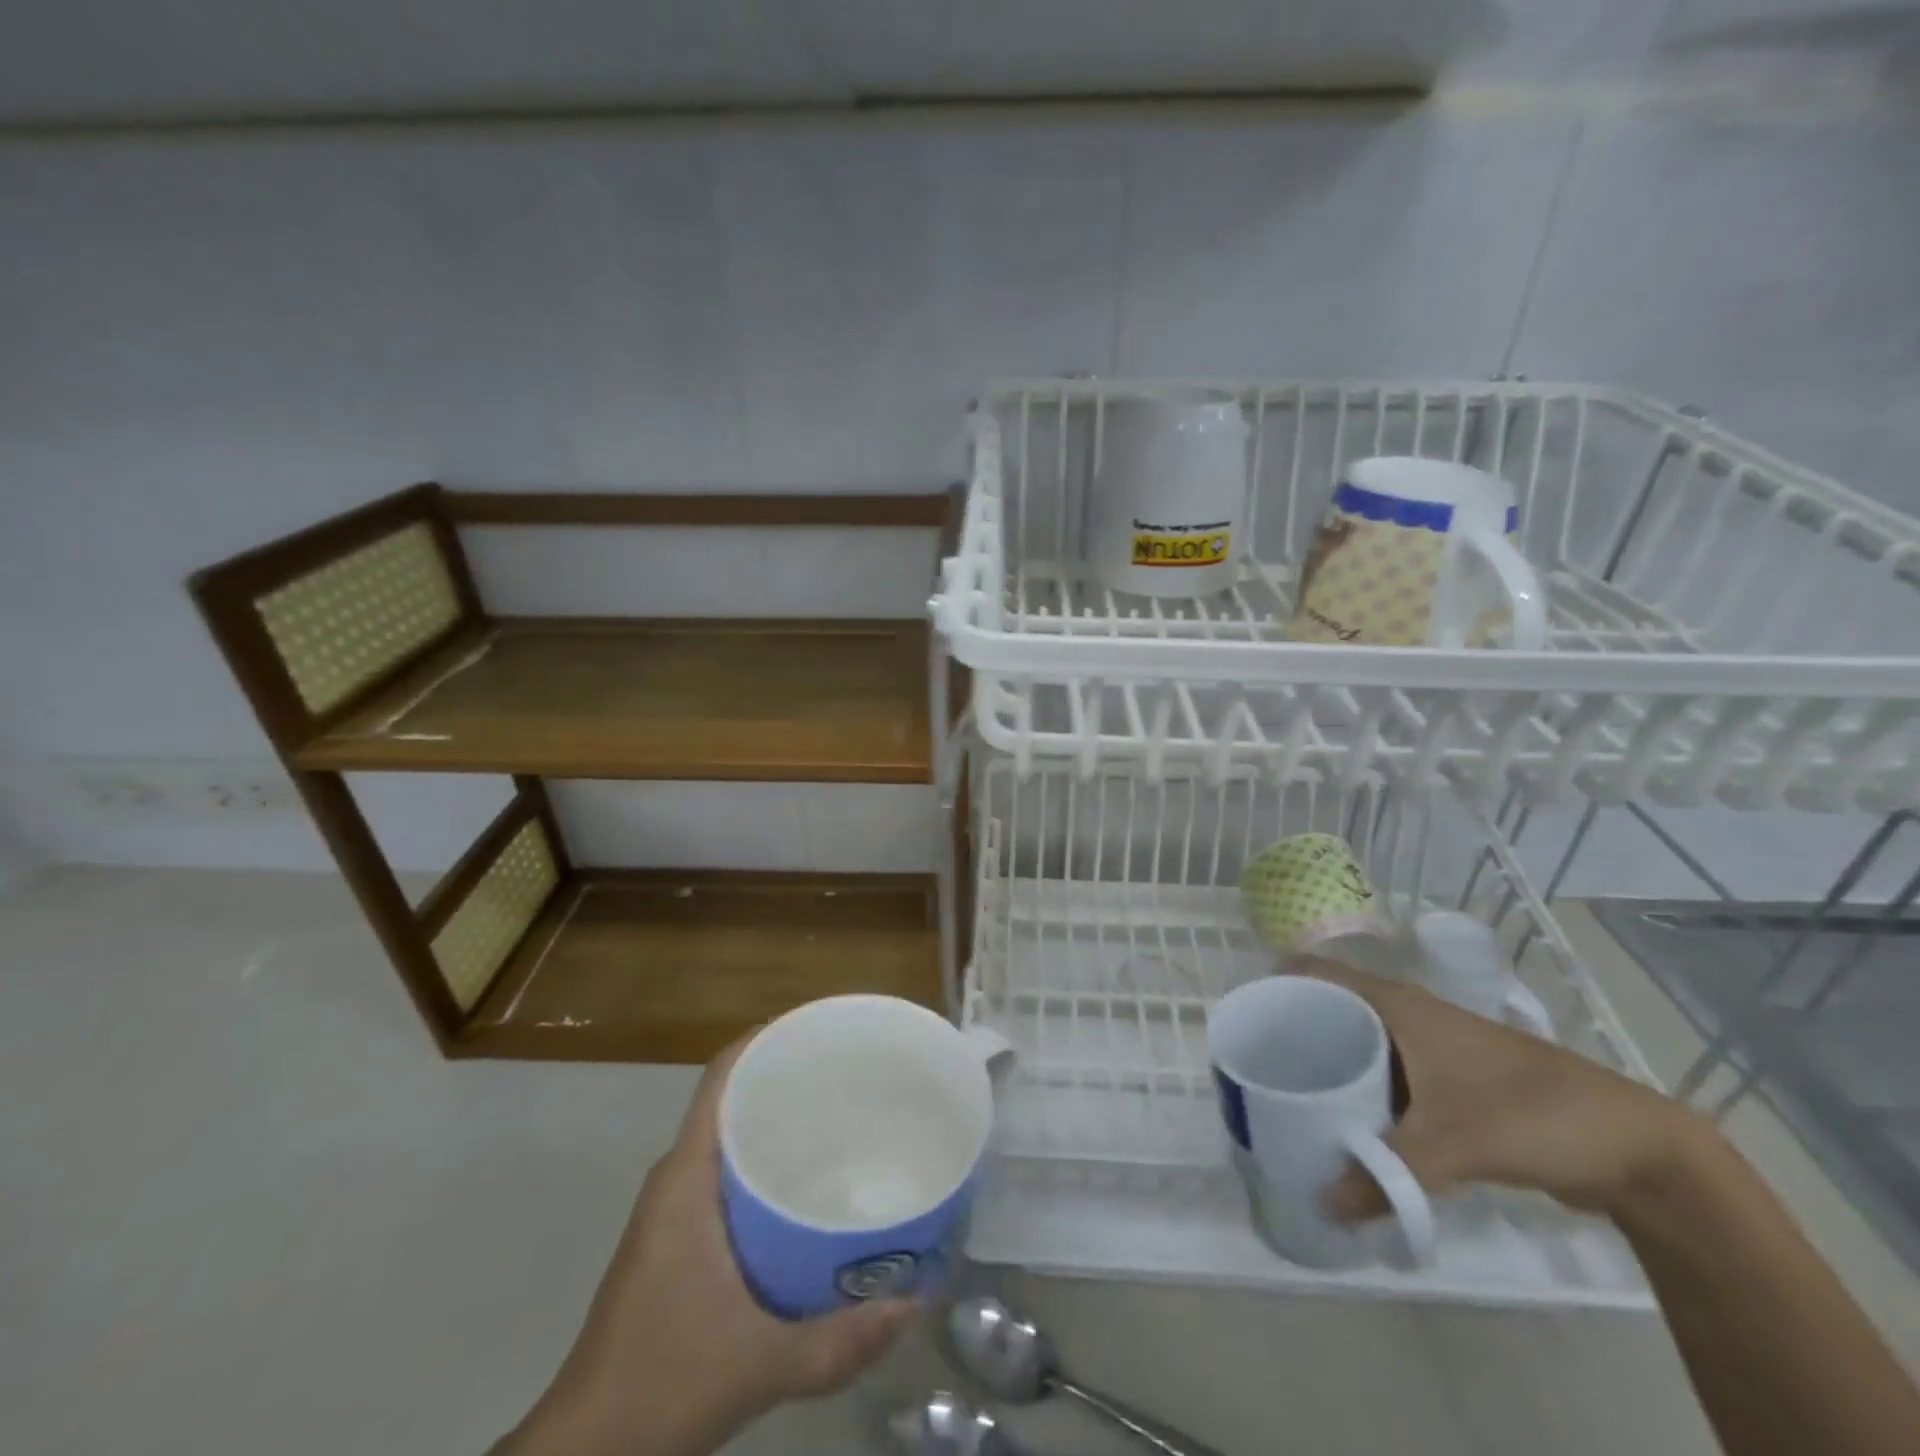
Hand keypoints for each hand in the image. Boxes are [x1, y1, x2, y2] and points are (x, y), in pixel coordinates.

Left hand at [497, 1040, 915, 1455]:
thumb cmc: (664, 1384)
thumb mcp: (762, 1363)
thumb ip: (843, 1338)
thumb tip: (919, 1300)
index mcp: (687, 1177)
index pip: (722, 1076)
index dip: (767, 1039)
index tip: (823, 1030)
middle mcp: (678, 1178)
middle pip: (734, 1097)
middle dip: (790, 1078)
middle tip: (856, 1076)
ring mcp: (674, 1209)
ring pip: (731, 1136)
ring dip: (779, 1121)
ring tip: (845, 1119)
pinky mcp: (678, 1239)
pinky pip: (728, 1173)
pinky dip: (768, 1163)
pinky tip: (811, 1188)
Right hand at [1297, 959, 1696, 1219]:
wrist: (1634, 1147)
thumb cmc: (1533, 1113)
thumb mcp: (1455, 1144)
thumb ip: (1387, 1173)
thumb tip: (1322, 1202)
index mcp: (1398, 1004)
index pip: (1318, 974)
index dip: (1277, 985)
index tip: (1244, 1015)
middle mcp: (1408, 1015)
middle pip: (1332, 1008)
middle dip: (1294, 1030)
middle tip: (1258, 1065)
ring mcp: (1431, 1048)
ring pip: (1360, 1043)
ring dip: (1328, 1064)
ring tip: (1288, 1095)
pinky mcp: (1449, 1082)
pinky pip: (1386, 1075)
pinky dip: (1360, 1090)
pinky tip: (1346, 1122)